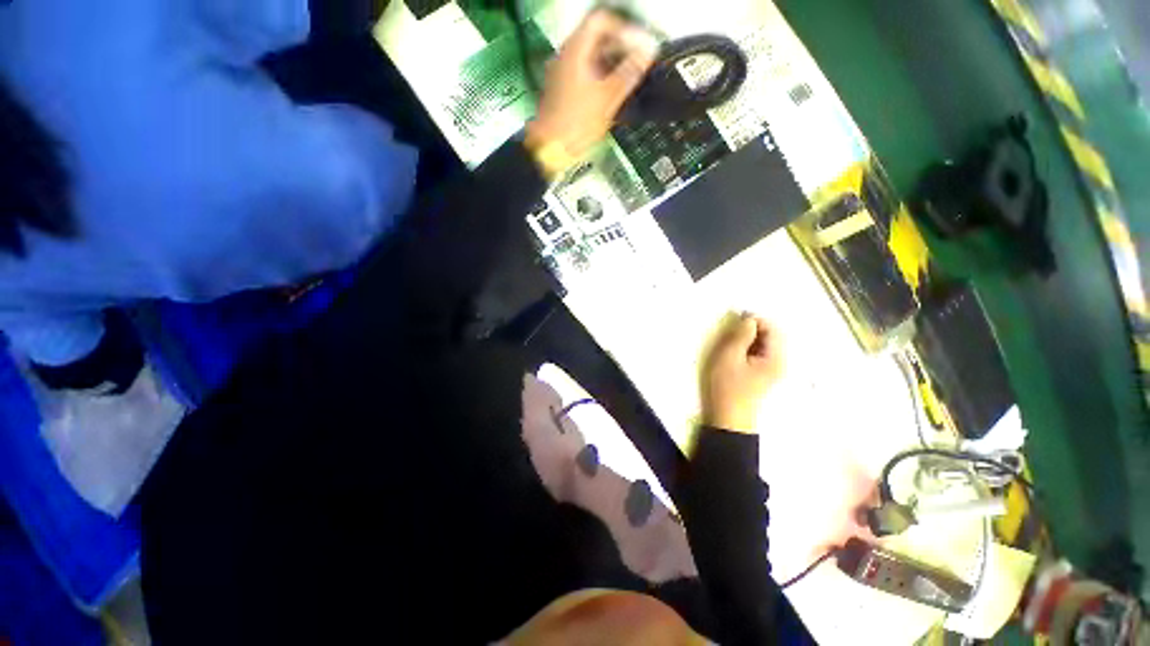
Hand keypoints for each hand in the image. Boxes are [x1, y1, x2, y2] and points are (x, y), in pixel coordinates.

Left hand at [525, 10, 658, 175]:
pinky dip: (601, 77)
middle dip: (620, 47)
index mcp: (575, 49)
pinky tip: (612, 94)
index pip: (602, 20)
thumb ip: (629, 72)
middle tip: (638, 64)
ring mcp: (562, 72)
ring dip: (612, 64)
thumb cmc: (577, 123)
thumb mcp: (608, 98)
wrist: (550, 150)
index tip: (639, 46)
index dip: (624, 29)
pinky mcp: (562, 90)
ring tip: (629, 80)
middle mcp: (566, 55)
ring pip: (591, 57)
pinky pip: (585, 73)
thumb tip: (649, 50)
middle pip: (596, 37)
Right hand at [701, 314, 783, 433]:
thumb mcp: (729, 357)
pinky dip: (749, 348)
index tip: (736, 319)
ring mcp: (773, 369)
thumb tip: (748, 319)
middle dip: (753, 328)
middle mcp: (779, 362)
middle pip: (772, 336)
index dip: (756, 319)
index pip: (773, 329)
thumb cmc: (727, 387)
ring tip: (732, 342)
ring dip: (750, 338)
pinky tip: (736, 353)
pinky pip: (760, 353)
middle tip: (732, 331)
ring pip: (765, 344)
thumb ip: (740, 336)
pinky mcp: (764, 375)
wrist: (728, 419)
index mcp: (775, 358)